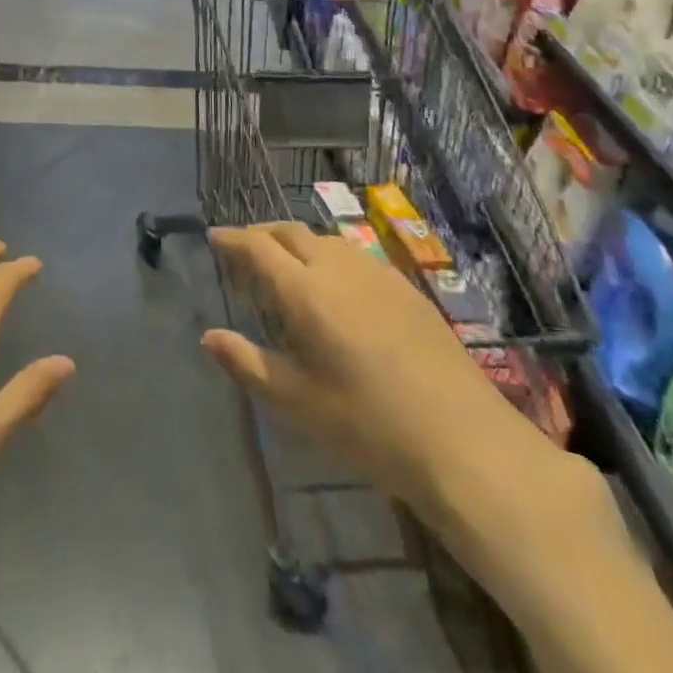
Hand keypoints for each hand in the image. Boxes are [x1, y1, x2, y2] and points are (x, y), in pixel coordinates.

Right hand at [201, 224, 608, 581]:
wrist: (464, 440)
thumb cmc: (369, 426)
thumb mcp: (298, 403)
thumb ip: (248, 363)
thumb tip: (208, 336)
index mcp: (305, 291)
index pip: (257, 246)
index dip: (232, 238)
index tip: (214, 237)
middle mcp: (337, 267)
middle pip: (290, 231)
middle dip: (261, 234)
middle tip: (244, 252)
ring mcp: (376, 272)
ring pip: (324, 239)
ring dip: (296, 242)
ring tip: (286, 267)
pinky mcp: (405, 286)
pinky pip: (353, 254)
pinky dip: (328, 256)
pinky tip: (335, 286)